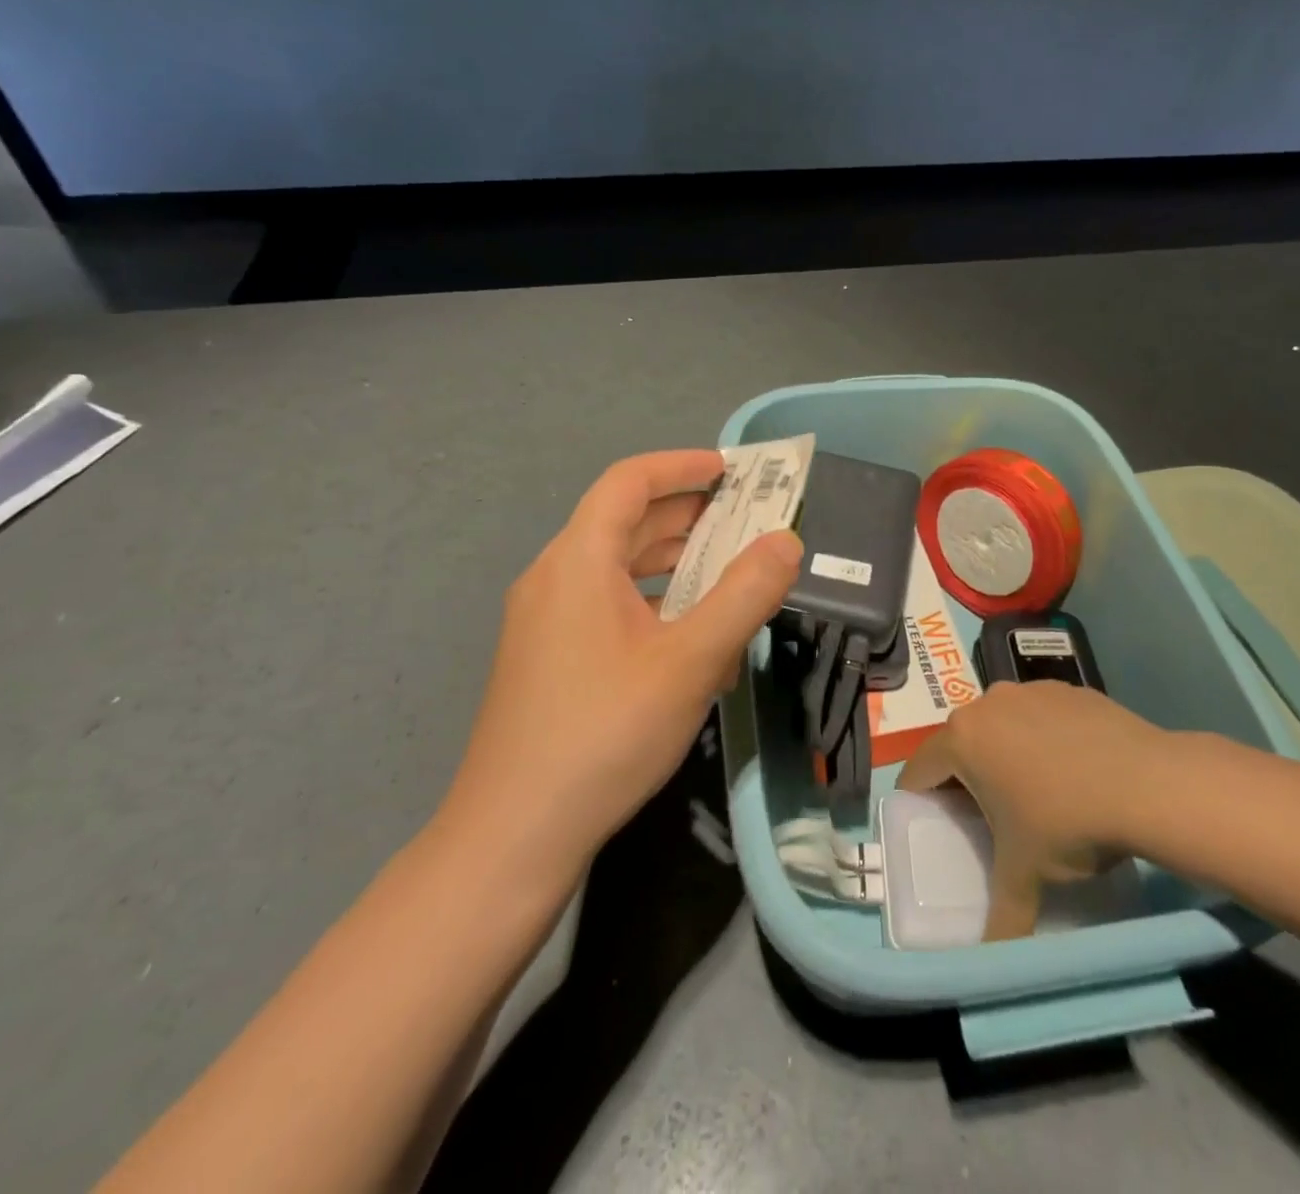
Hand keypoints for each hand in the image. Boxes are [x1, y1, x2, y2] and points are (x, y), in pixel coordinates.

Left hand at [438, 449, 801, 882]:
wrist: (514, 834)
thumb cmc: (605, 733)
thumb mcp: (691, 662)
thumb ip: (745, 595)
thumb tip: (785, 540)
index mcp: (578, 561)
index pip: (628, 482)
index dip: (681, 466)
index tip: (733, 470)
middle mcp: (554, 578)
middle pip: (624, 522)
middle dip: (688, 515)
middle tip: (747, 519)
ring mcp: (546, 622)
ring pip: (618, 569)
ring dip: (675, 562)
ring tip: (730, 572)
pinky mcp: (549, 659)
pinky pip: (608, 608)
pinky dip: (653, 603)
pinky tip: (693, 640)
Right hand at [897, 680, 1164, 939]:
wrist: (1147, 783)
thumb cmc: (1068, 822)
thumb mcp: (1027, 875)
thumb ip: (1002, 916)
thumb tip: (992, 958)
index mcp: (963, 739)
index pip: (921, 768)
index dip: (920, 798)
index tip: (934, 822)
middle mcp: (989, 703)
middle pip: (961, 742)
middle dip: (966, 775)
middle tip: (986, 814)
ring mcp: (1030, 690)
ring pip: (1002, 724)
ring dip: (1006, 752)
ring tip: (1036, 791)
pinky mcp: (1068, 689)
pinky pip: (1040, 714)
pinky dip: (1044, 737)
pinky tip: (1073, 768)